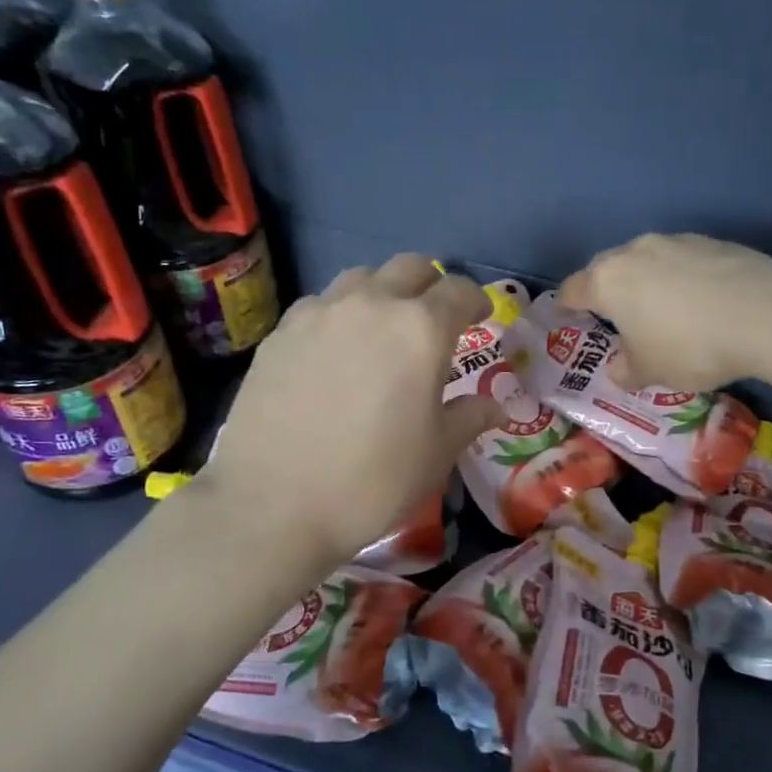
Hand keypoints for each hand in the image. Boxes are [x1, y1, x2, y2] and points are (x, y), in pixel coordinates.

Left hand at [203, 255, 503, 571]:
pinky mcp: (280, 333)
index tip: (481, 318)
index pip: (458, 292)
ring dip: (383, 293)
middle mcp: (371, 305)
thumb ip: (469, 417)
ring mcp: (319, 313)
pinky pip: (320, 305)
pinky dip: (340, 314)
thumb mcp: (436, 453)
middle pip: (409, 268)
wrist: (273, 503)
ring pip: (361, 278)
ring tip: (383, 329)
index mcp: (420, 329)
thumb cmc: (373, 480)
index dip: (476, 301)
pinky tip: (335, 351)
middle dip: (431, 285)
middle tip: (436, 319)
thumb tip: (497, 406)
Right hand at [559, 233, 771, 390]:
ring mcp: (676, 241)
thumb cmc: (688, 347)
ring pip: (647, 260)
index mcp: (608, 282)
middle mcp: (635, 252)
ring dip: (646, 281)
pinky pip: (683, 261)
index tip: (565, 315)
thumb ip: (625, 370)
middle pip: (607, 268)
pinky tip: (699, 302)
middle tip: (613, 315)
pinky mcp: (713, 241)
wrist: (763, 314)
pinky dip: (681, 278)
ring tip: (661, 309)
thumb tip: (618, 369)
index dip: (565, 305)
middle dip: (606, 289)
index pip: (573, 289)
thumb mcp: (650, 372)